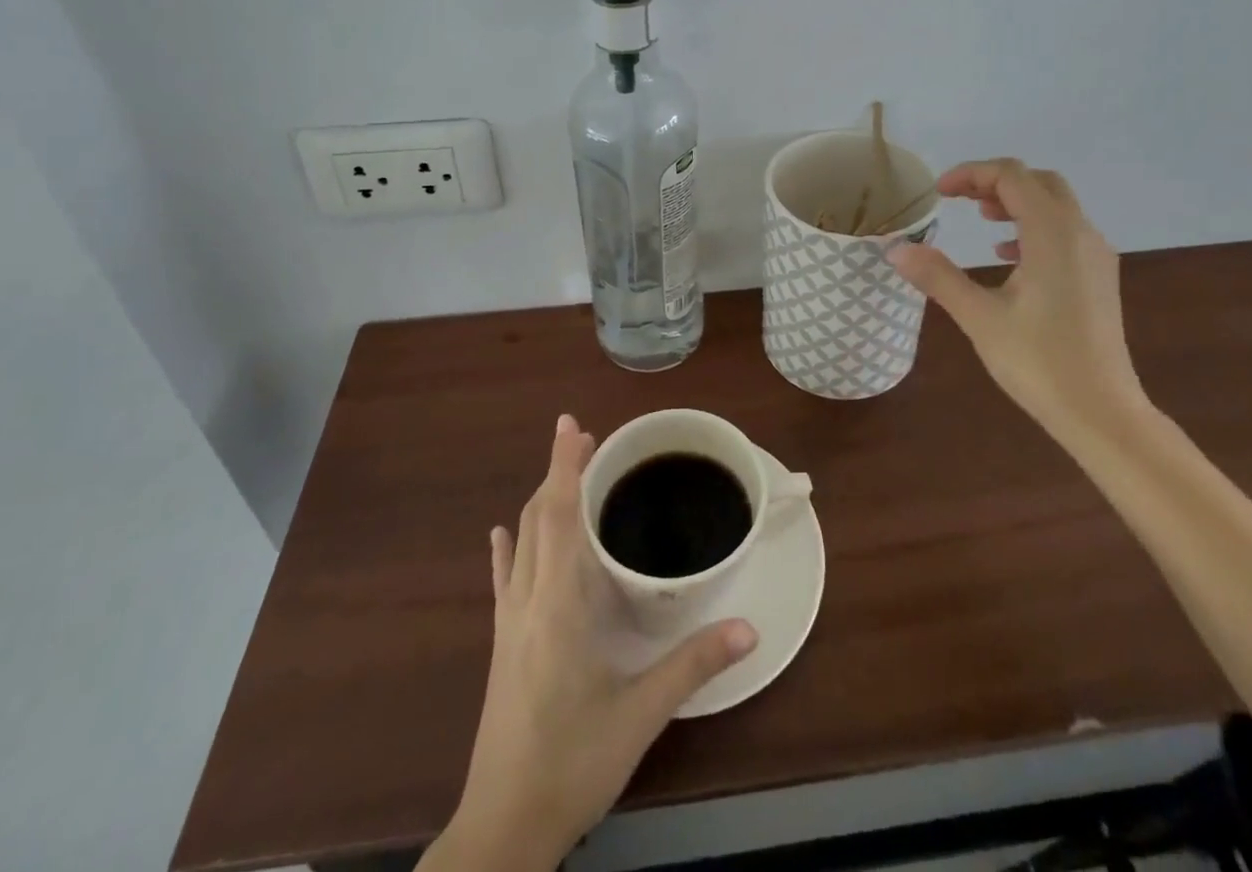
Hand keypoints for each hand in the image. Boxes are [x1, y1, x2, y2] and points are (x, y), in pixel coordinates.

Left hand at [439, 415, 757, 870]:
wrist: (502, 829)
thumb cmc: (572, 764)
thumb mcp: (640, 715)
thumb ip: (693, 665)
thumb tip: (748, 628)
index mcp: (558, 605)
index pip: (560, 517)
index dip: (565, 466)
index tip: (569, 423)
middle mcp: (528, 601)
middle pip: (538, 518)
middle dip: (559, 472)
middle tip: (585, 438)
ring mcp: (509, 622)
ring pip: (521, 542)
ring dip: (540, 500)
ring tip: (564, 472)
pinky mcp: (502, 644)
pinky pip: (503, 579)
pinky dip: (507, 547)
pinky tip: (502, 534)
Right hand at [889, 159, 1149, 446]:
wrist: (1102, 412)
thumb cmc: (1039, 362)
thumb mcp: (979, 316)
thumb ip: (937, 276)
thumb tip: (895, 248)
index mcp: (1053, 233)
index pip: (1011, 176)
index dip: (971, 174)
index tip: (938, 193)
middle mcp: (1080, 233)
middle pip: (1038, 182)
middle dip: (995, 182)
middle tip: (958, 199)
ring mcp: (1096, 255)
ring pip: (1056, 205)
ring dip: (1016, 201)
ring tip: (981, 218)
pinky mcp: (1100, 278)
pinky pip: (1066, 231)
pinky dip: (1034, 226)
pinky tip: (1009, 256)